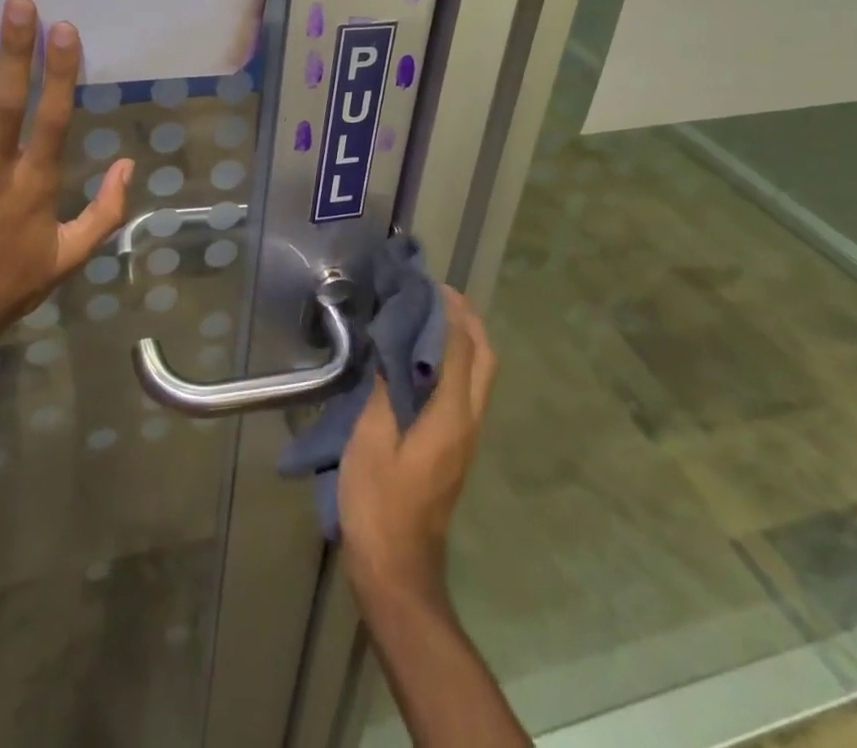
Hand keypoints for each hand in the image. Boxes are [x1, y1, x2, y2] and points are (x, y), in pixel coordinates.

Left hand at [0, 0, 133, 369]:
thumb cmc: (15, 282)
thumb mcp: (73, 254)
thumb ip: (107, 210)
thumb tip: (129, 164)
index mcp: (36, 184)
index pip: (53, 119)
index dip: (60, 73)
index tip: (64, 30)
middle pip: (8, 103)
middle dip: (15, 52)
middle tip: (18, 3)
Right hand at [338, 287, 497, 609]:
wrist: (398, 571)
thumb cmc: (380, 503)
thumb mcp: (371, 441)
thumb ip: (384, 391)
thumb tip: (390, 349)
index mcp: (450, 417)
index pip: (461, 351)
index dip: (451, 314)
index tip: (432, 286)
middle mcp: (468, 423)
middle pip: (485, 362)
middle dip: (470, 324)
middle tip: (440, 296)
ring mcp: (466, 439)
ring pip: (480, 378)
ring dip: (465, 342)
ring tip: (431, 317)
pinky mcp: (455, 450)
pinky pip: (465, 393)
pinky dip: (455, 365)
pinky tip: (422, 360)